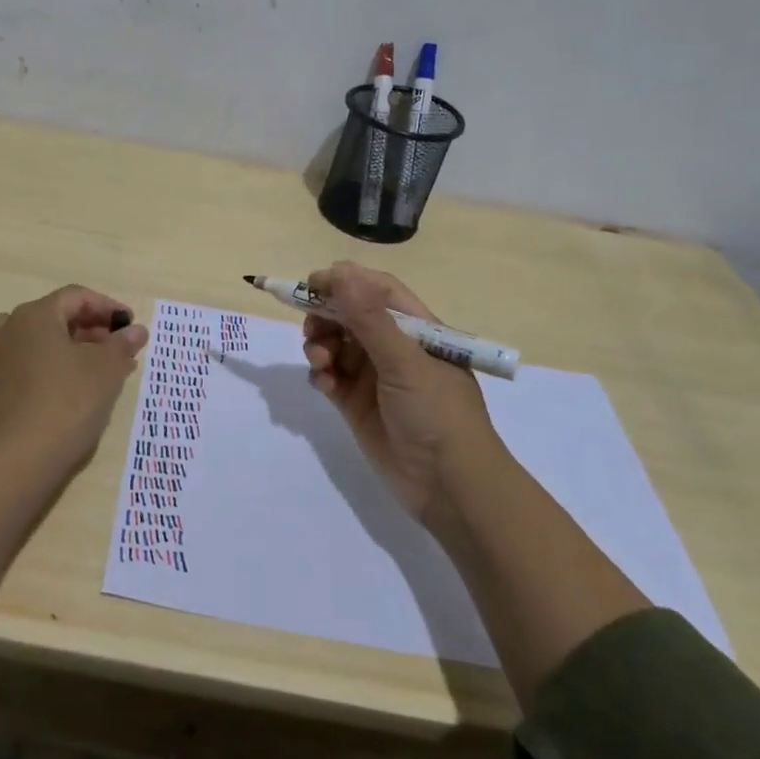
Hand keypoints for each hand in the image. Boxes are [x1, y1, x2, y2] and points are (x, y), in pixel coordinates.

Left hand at [0, 285, 149, 473]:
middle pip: (52, 318)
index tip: (128, 326)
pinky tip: (43, 386)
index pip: (76, 297)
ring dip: (57, 349)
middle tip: (113, 351)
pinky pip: (8, 367)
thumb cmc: (67, 404)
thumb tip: (135, 331)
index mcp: (35, 315)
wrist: (16, 462)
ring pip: (28, 342)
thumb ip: (122, 345)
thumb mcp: (106, 371)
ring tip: (81, 371)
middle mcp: (5, 327)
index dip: (106, 307)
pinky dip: (29, 370)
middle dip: (86, 331)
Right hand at [301, 262, 498, 524]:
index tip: (313, 283)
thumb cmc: (437, 414)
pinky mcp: (356, 403)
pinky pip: (330, 376)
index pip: (377, 290)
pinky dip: (322, 375)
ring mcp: (373, 376)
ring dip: (320, 345)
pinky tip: (326, 385)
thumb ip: (370, 318)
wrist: (449, 486)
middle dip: (326, 315)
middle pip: (350, 314)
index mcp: (416, 329)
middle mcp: (394, 347)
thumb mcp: (405, 362)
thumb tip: (340, 271)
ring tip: (320, 361)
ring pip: (335, 344)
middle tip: (311, 326)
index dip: (345, 281)